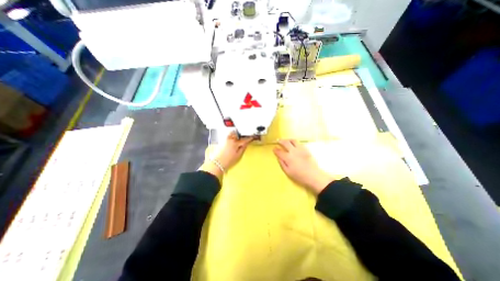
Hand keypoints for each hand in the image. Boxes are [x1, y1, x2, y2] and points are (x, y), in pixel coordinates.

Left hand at [200, 131, 254, 179]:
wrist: (217, 163)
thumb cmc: (228, 161)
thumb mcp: (238, 155)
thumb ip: (243, 148)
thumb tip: (246, 143)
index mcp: (235, 143)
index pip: (244, 139)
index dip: (249, 138)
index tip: (252, 137)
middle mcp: (229, 139)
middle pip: (237, 133)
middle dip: (242, 134)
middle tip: (246, 136)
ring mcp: (225, 139)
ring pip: (232, 133)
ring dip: (236, 133)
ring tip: (239, 137)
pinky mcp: (221, 140)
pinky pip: (228, 135)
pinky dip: (232, 135)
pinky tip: (233, 139)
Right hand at [273, 140, 334, 194]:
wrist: (313, 175)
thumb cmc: (299, 175)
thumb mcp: (288, 172)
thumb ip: (282, 163)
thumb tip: (278, 157)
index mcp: (288, 158)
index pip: (279, 151)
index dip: (275, 149)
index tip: (274, 149)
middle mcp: (293, 151)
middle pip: (285, 143)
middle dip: (280, 141)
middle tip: (278, 141)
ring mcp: (300, 149)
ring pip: (293, 140)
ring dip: (288, 140)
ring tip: (286, 141)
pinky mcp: (306, 149)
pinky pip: (299, 143)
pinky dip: (294, 142)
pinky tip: (294, 145)